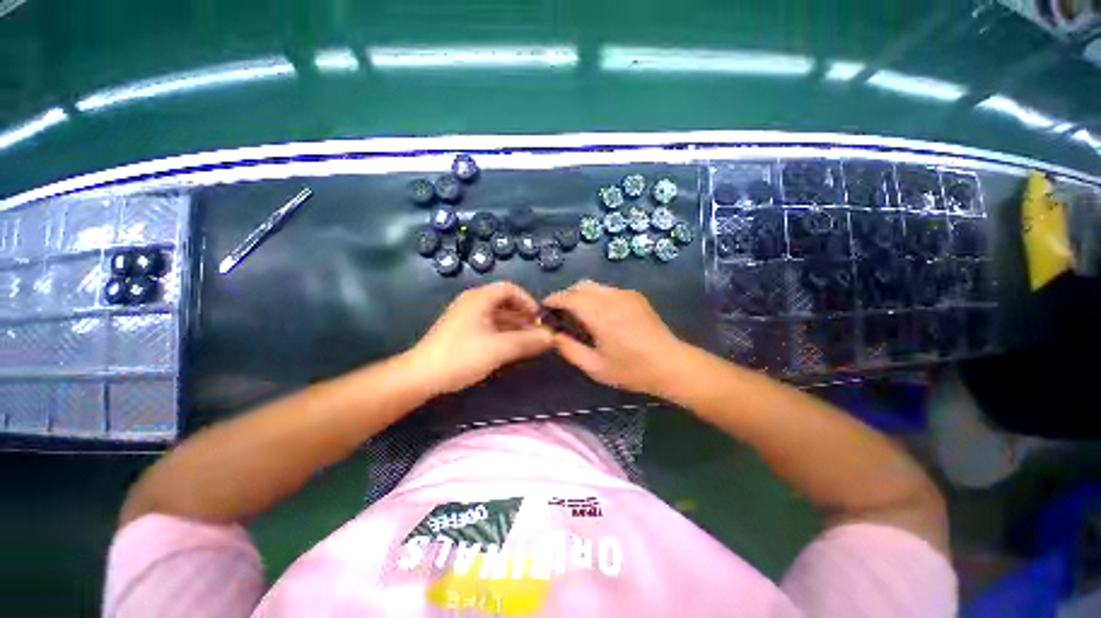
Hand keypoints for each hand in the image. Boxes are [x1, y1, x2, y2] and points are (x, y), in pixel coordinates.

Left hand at [407, 281, 552, 394]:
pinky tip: (512, 348)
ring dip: (515, 328)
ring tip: (530, 343)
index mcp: (480, 298)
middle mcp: (473, 303)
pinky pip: (489, 327)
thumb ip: (528, 341)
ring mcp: (466, 318)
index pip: (510, 289)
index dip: (528, 301)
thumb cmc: (462, 356)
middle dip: (524, 317)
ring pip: (498, 317)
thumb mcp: (499, 348)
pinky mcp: (462, 332)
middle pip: (505, 303)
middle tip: (538, 334)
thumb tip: (552, 337)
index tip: (539, 319)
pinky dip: (503, 334)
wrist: (421, 376)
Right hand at [543, 280, 689, 395]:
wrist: (671, 364)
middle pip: (580, 286)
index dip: (553, 300)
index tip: (544, 308)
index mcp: (599, 315)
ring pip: (595, 285)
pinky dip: (597, 296)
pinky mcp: (635, 296)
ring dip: (581, 295)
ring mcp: (625, 294)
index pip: (568, 297)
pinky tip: (602, 315)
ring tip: (580, 315)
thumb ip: (569, 349)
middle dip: (566, 296)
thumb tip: (553, 336)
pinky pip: (608, 289)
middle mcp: (611, 298)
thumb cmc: (632, 370)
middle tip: (562, 314)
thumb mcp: (595, 367)